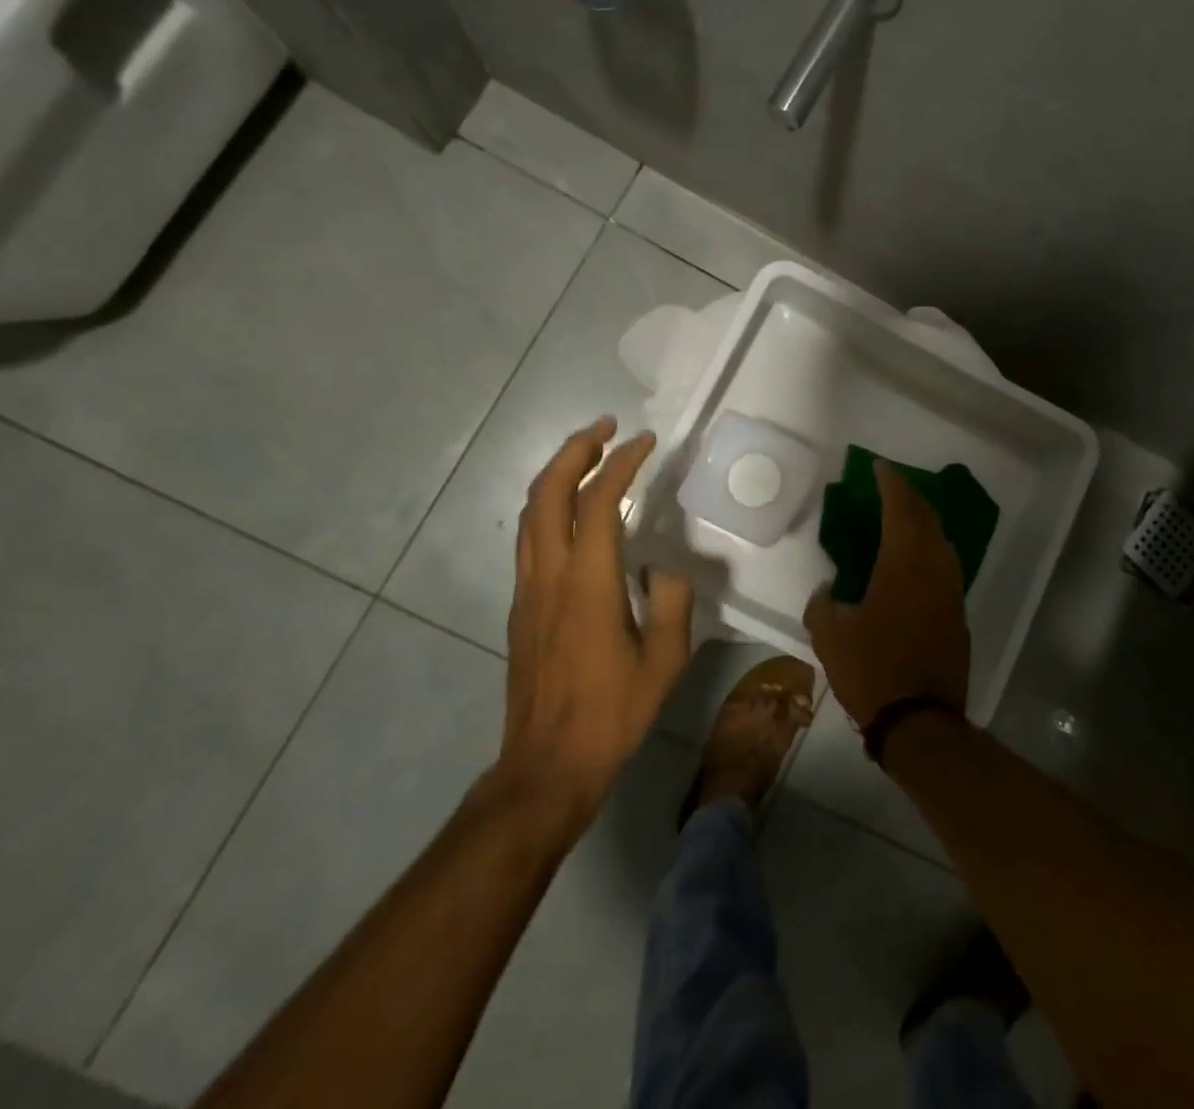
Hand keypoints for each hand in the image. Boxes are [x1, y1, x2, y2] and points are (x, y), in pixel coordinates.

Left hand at [496, 417, 692, 817]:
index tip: (645, 442)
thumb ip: (672, 602)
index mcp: (587, 584)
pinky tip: (574, 511)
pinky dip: (550, 504)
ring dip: (557, 473)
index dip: (621, 464)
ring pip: (531, 512)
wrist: (546, 765)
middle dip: (575, 450)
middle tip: (607, 428)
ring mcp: (528, 590)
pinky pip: (530, 537)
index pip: (598, 504)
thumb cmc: (612, 714)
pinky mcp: (521, 606)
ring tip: (590, 455)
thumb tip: (661, 566)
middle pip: (548, 493)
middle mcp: (549, 576)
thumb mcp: (665, 661)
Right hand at [804, 461, 969, 728]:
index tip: (880, 467)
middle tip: (890, 487)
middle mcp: (935, 569)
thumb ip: (824, 604)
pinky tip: (913, 563)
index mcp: (905, 563)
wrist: (920, 722)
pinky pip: (944, 568)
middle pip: (927, 519)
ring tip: (902, 520)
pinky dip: (929, 552)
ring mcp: (951, 593)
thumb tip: (829, 592)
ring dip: (923, 523)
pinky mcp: (957, 616)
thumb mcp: (830, 635)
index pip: (901, 508)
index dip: (891, 483)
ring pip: (941, 543)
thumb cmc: (872, 670)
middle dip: (910, 497)